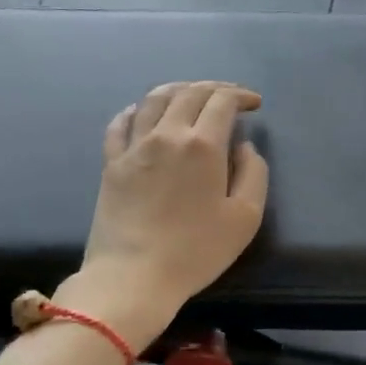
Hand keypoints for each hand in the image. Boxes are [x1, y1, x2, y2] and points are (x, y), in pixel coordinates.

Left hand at [59, 82, 268, 340]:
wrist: (134, 276)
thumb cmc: (197, 250)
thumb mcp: (246, 217)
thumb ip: (254, 173)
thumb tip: (244, 147)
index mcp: (203, 145)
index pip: (222, 101)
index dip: (241, 95)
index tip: (254, 103)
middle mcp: (167, 134)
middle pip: (189, 93)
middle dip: (214, 88)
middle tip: (230, 97)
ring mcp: (134, 147)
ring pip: (154, 99)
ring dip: (178, 90)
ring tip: (192, 96)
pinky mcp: (111, 164)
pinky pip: (120, 123)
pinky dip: (136, 110)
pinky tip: (143, 113)